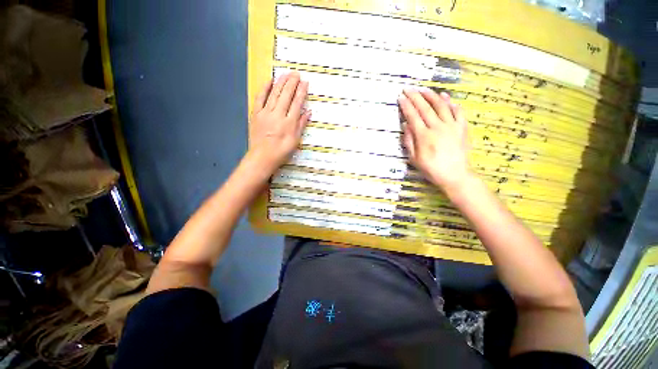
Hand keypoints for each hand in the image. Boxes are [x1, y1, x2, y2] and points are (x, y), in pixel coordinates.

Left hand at [248, 71, 309, 172]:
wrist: (262, 157)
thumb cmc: (281, 151)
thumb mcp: (295, 141)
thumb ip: (301, 125)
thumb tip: (308, 111)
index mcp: (289, 123)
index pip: (297, 103)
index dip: (301, 92)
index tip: (305, 82)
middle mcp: (278, 115)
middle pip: (286, 95)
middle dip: (292, 83)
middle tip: (296, 74)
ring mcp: (266, 113)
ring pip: (274, 94)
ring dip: (281, 82)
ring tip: (286, 74)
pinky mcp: (256, 114)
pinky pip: (260, 98)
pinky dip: (264, 89)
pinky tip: (269, 81)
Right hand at [398, 89, 471, 190]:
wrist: (454, 175)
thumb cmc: (431, 169)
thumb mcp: (414, 159)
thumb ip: (409, 141)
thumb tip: (406, 124)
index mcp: (424, 136)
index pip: (413, 116)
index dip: (406, 106)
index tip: (401, 97)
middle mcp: (437, 127)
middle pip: (425, 108)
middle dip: (415, 97)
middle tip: (408, 89)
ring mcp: (451, 126)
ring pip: (441, 106)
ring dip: (431, 96)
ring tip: (423, 89)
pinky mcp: (461, 127)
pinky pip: (457, 111)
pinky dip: (451, 102)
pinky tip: (445, 96)